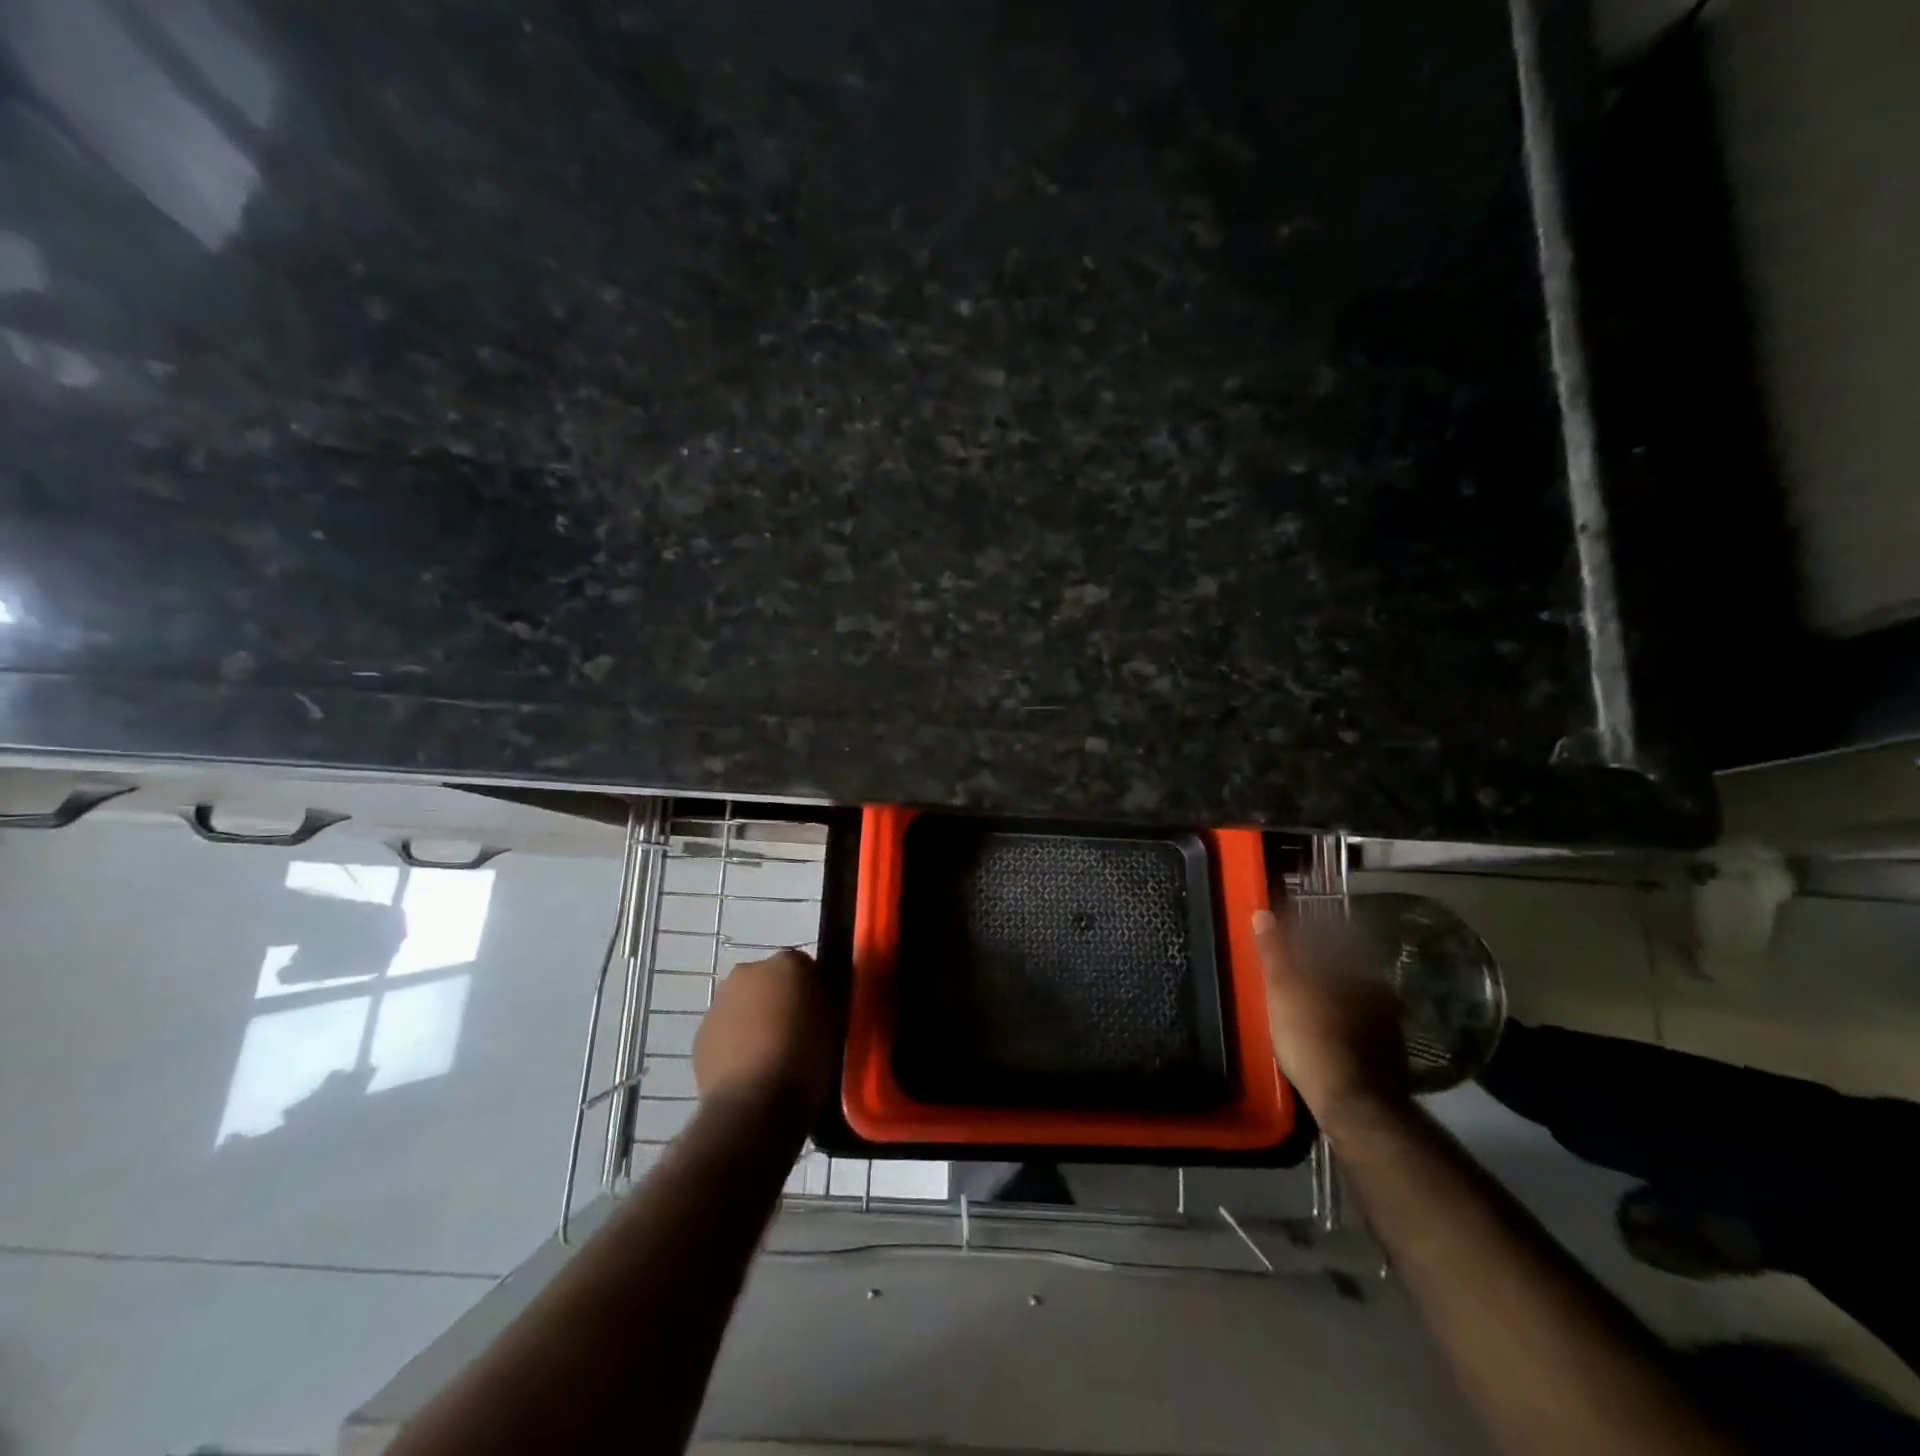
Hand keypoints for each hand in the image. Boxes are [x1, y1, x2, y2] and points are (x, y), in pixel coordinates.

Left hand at [693, 949, 834, 1108]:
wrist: (754, 1104)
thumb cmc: (804, 1059)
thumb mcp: (831, 1026)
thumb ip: (819, 1004)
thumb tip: (813, 1004)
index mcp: (786, 964)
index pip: (804, 967)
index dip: (812, 990)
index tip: (819, 1013)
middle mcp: (748, 972)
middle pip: (768, 980)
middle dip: (778, 999)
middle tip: (794, 1031)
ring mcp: (719, 1002)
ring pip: (742, 1004)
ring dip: (753, 1020)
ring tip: (769, 1055)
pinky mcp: (700, 1035)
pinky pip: (724, 1031)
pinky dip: (734, 1043)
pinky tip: (748, 1069)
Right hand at [1253, 907, 1410, 1137]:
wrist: (1353, 1104)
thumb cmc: (1311, 1038)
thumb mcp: (1283, 990)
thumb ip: (1274, 952)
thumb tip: (1263, 913)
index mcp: (1355, 971)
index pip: (1327, 943)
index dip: (1302, 942)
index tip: (1283, 945)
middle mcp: (1378, 992)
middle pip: (1342, 972)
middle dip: (1319, 972)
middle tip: (1291, 978)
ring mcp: (1388, 1026)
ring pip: (1353, 1001)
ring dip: (1331, 1000)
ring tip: (1305, 1009)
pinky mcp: (1390, 1056)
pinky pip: (1360, 1029)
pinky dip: (1342, 1027)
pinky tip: (1325, 1037)